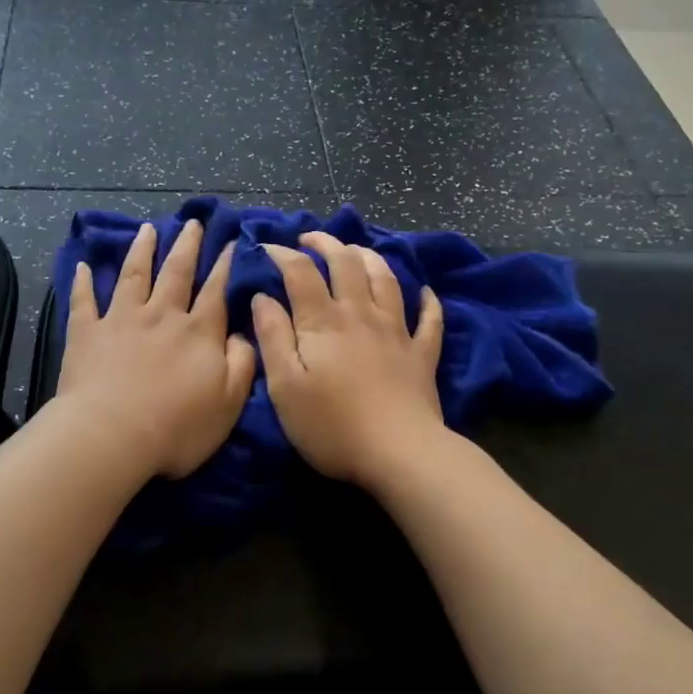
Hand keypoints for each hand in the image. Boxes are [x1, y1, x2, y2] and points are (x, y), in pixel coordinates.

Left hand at [58, 220, 255, 480]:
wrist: (111, 436)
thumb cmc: (177, 427)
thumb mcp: (229, 401)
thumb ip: (242, 362)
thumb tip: (241, 332)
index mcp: (198, 332)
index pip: (216, 291)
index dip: (224, 265)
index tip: (230, 241)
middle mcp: (161, 315)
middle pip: (177, 272)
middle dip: (186, 245)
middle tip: (191, 222)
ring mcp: (121, 320)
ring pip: (134, 275)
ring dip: (142, 250)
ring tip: (147, 229)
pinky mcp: (87, 333)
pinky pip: (84, 301)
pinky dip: (83, 282)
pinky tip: (83, 265)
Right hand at [252, 232, 447, 492]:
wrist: (399, 453)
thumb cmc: (332, 425)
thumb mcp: (285, 386)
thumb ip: (273, 336)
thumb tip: (263, 297)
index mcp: (324, 322)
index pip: (301, 272)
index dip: (282, 254)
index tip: (266, 248)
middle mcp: (361, 314)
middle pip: (346, 263)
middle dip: (327, 244)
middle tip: (310, 240)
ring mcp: (397, 331)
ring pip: (386, 279)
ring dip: (370, 258)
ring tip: (356, 251)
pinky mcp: (422, 354)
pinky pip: (430, 320)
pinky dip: (428, 302)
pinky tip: (425, 292)